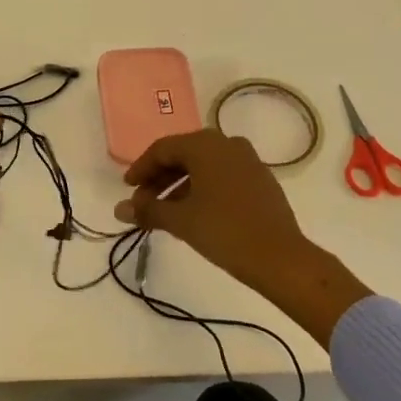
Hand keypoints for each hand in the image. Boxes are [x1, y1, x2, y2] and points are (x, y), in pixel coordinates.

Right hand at [115, 128, 370, 343]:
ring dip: (180, 185)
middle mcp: (226, 143)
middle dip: (159, 178)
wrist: (281, 258)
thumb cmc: (224, 231)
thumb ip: (148, 210)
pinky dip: (202, 188)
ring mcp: (247, 159)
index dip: (141, 169)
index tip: (127, 189)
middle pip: (182, 154)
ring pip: (203, 165)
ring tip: (166, 212)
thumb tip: (119, 209)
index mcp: (204, 144)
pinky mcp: (260, 178)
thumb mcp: (180, 221)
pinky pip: (222, 174)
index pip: (162, 149)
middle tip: (143, 202)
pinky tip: (194, 211)